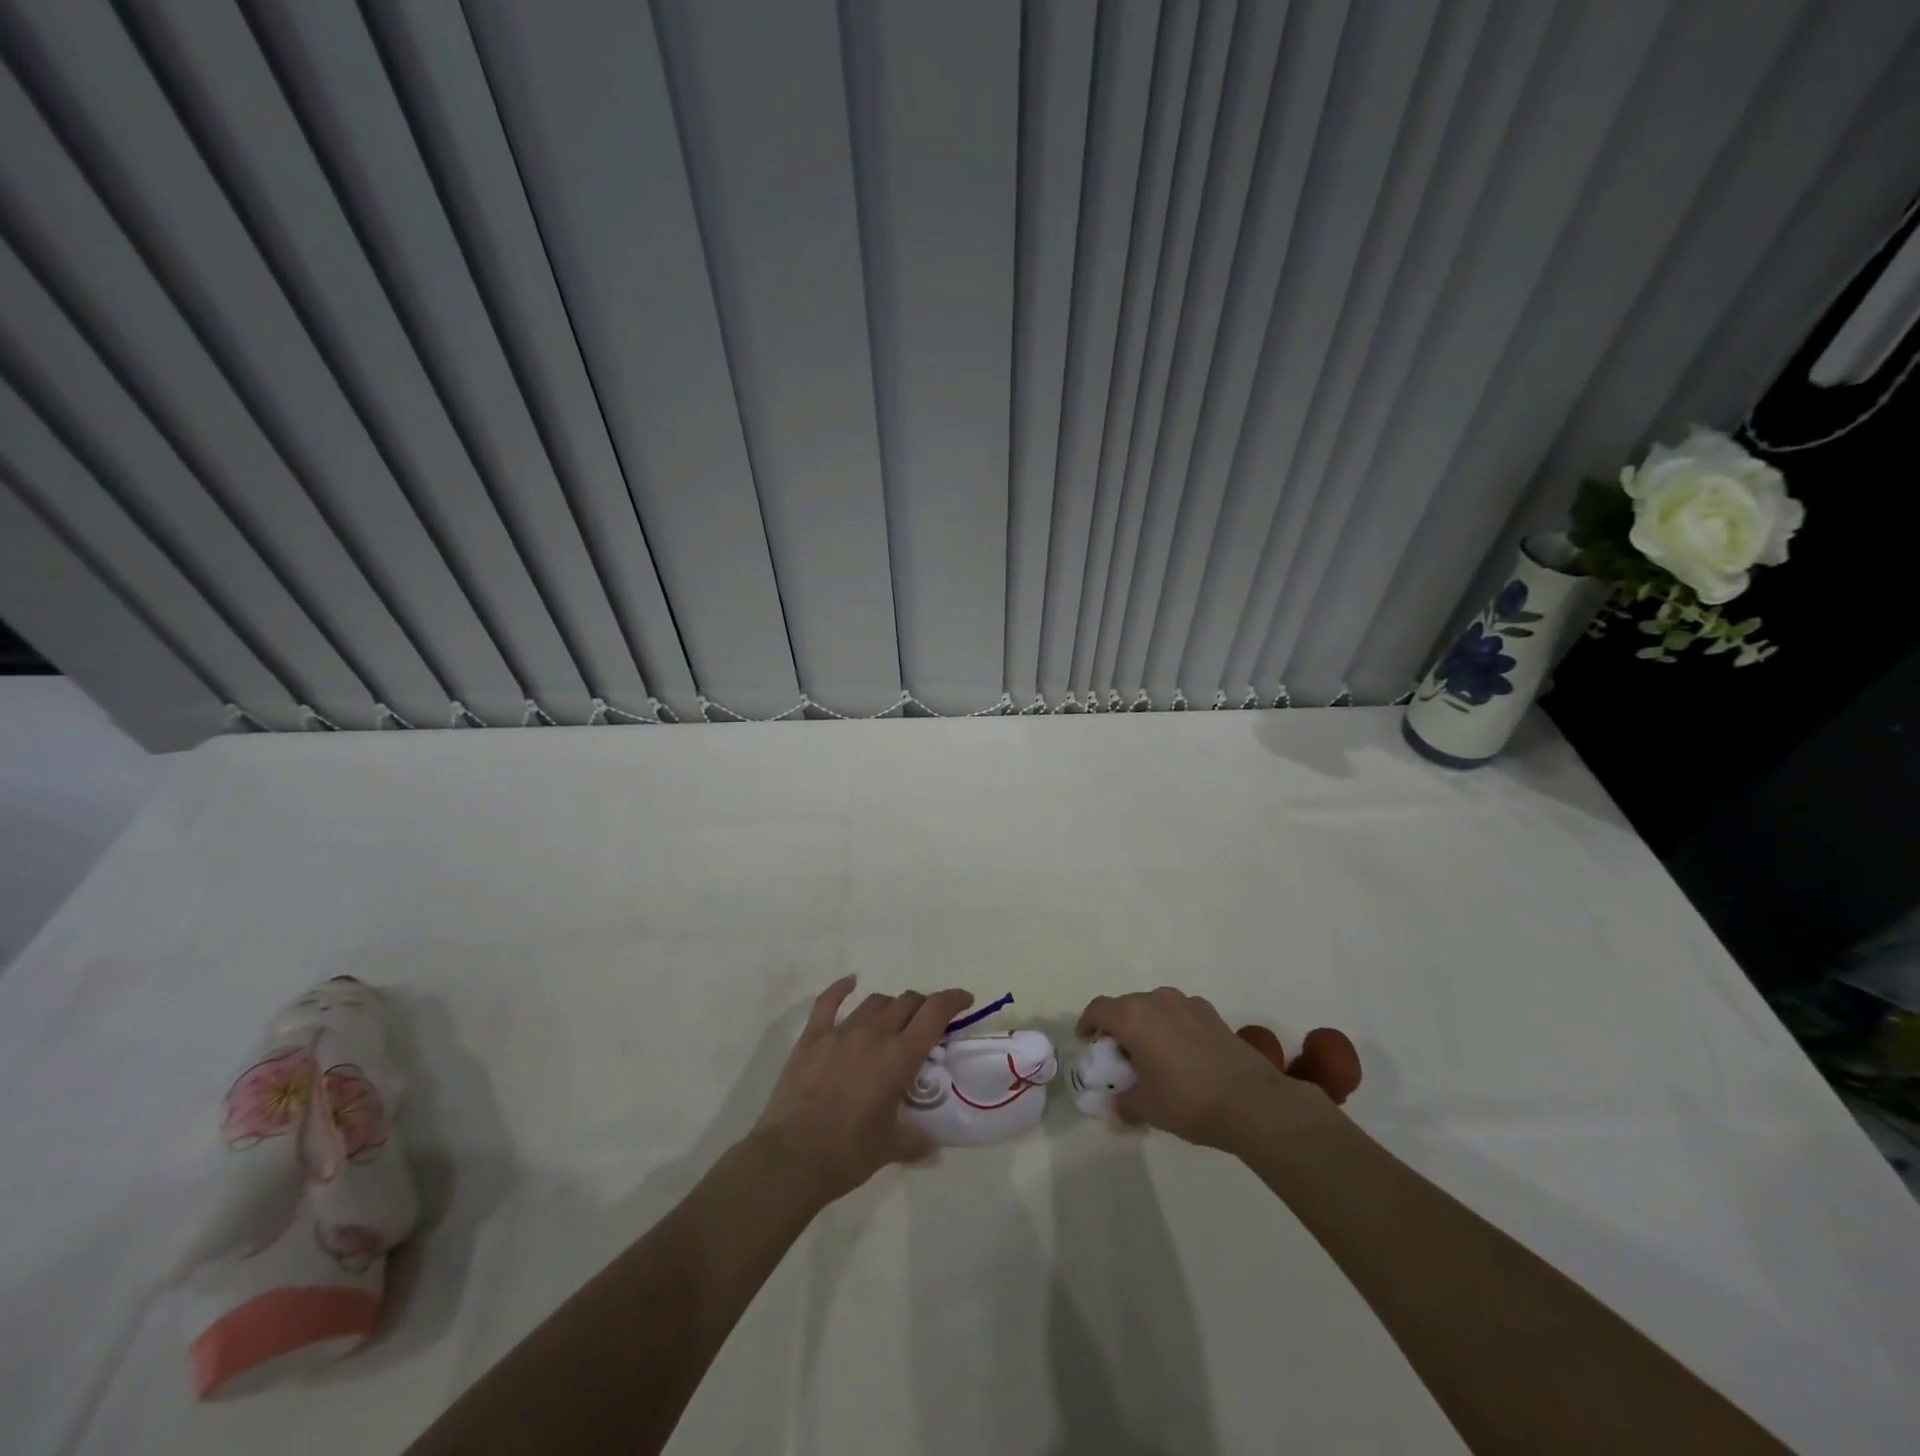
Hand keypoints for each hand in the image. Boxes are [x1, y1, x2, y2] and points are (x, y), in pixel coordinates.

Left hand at [750, 976, 971, 1207]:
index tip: (964, 1000)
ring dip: (891, 1006)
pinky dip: (841, 989)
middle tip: (927, 1023)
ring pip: (875, 1002)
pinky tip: (850, 982)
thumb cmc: (848, 1154)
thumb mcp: (891, 1148)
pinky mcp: (812, 1038)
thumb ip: (917, 1140)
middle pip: (907, 1002)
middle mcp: (874, 1034)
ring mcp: (840, 1032)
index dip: (953, 1000)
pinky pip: (828, 1002)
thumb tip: (935, 1146)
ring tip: (893, 1021)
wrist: (791, 1159)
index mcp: (899, 1057)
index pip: (935, 1013)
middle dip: (923, 1006)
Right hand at [1076, 987, 1340, 1157]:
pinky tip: (1183, 1057)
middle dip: (1118, 1027)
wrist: (1252, 1101)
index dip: (1088, 1023)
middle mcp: (1157, 1000)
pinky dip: (1173, 1029)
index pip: (1098, 1009)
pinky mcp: (1212, 1014)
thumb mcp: (1147, 1107)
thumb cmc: (1187, 1100)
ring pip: (1155, 1008)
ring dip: (1147, 1026)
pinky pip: (1180, 1015)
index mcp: (1132, 1016)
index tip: (1087, 1041)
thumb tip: (1116, 1107)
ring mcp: (1187, 1003)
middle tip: (1119, 1055)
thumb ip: (1124, 1102)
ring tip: (1152, 1056)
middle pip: (1126, 1006)